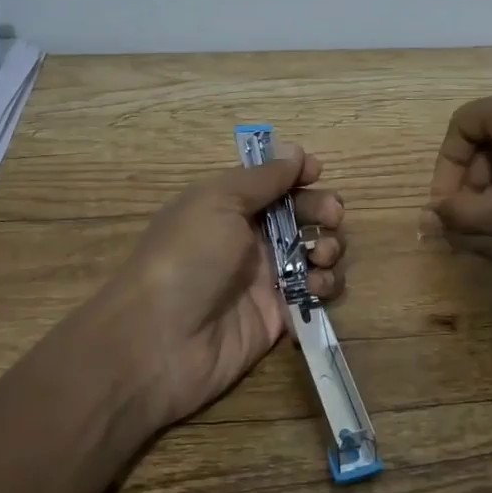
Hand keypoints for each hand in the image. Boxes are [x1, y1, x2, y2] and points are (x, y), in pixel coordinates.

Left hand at [116, 146, 345, 429]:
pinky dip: (324, 286)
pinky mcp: (279, 316)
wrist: (160, 342)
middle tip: (331, 216)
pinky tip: (317, 287)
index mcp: (229, 206)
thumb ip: (263, 178)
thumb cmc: (187, 257)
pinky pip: (314, 294)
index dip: (297, 174)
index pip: (273, 182)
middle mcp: (249, 239)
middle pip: (301, 215)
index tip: (316, 172)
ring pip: (314, 253)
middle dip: (323, 209)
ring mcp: (265, 279)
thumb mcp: (218, 202)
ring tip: (321, 256)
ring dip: (328, 247)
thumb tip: (296, 150)